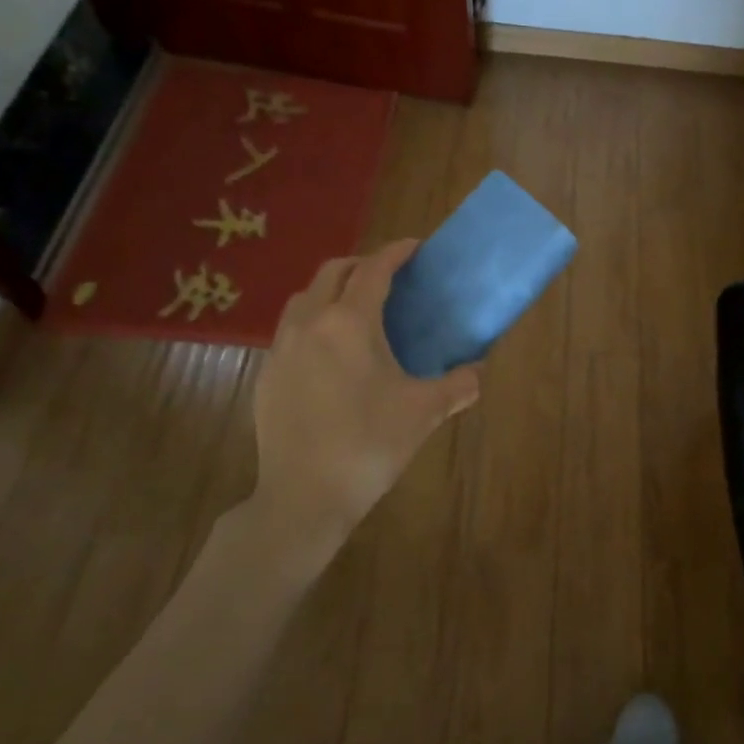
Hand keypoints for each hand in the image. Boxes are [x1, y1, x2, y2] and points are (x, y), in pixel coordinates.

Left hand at [251, 240, 479, 532]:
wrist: (305, 495)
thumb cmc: (370, 444)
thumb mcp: (424, 412)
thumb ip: (458, 385)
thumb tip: (477, 373)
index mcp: (350, 323)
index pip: (374, 270)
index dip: (396, 253)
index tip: (415, 247)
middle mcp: (310, 323)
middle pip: (332, 272)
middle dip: (362, 265)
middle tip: (389, 277)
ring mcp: (281, 348)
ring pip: (304, 299)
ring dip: (332, 291)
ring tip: (356, 310)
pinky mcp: (266, 374)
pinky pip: (290, 331)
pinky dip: (313, 323)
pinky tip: (330, 355)